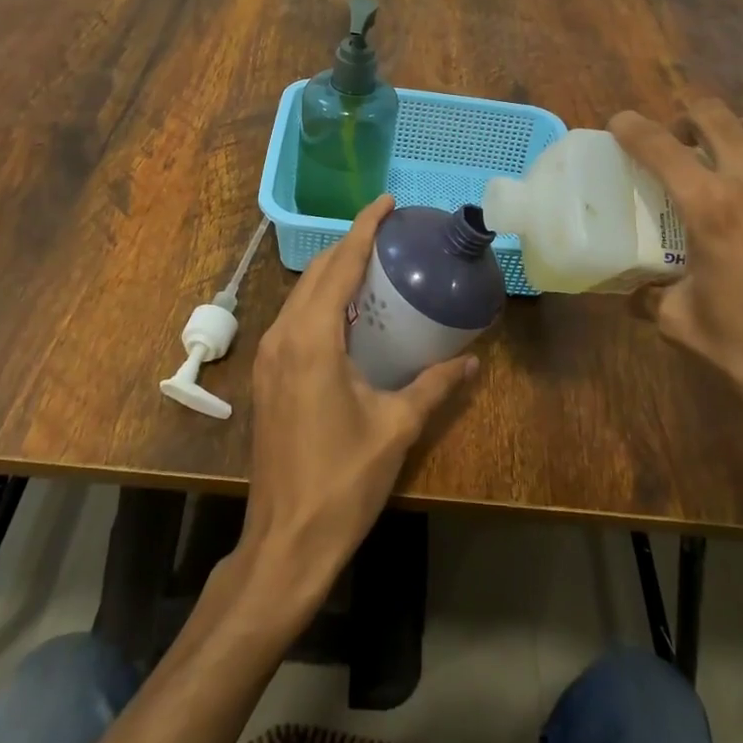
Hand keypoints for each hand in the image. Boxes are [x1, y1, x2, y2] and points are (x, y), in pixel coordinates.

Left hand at [239, 194, 477, 607]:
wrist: (285, 541)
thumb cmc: (343, 481)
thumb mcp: (397, 428)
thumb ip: (435, 386)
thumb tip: (473, 360)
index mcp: (312, 339)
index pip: (340, 265)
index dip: (364, 228)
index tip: (387, 202)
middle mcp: (284, 336)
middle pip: (318, 272)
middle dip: (351, 244)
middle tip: (390, 232)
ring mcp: (270, 356)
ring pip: (302, 294)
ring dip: (335, 271)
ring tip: (374, 263)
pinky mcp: (268, 376)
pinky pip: (295, 318)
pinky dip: (322, 300)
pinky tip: (349, 312)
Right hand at [609, 101, 742, 526]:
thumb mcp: (682, 324)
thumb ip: (651, 296)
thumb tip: (634, 291)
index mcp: (711, 208)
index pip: (659, 145)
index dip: (631, 127)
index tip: (619, 124)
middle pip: (715, 115)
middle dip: (686, 118)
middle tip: (677, 143)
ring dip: (735, 131)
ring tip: (727, 157)